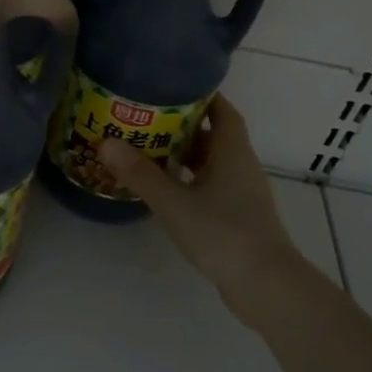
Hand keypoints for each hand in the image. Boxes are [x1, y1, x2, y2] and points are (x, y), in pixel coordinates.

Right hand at [100, 95, 307, 327]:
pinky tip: (165, 189)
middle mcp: (240, 166)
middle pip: (213, 135)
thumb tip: (105, 142)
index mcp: (232, 152)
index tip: (171, 85)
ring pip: (211, 163)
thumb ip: (140, 173)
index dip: (201, 95)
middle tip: (146, 116)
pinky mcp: (238, 217)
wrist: (266, 286)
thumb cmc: (223, 233)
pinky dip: (188, 180)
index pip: (222, 110)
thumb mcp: (174, 202)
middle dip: (182, 125)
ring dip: (184, 155)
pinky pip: (210, 186)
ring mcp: (242, 194)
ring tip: (147, 149)